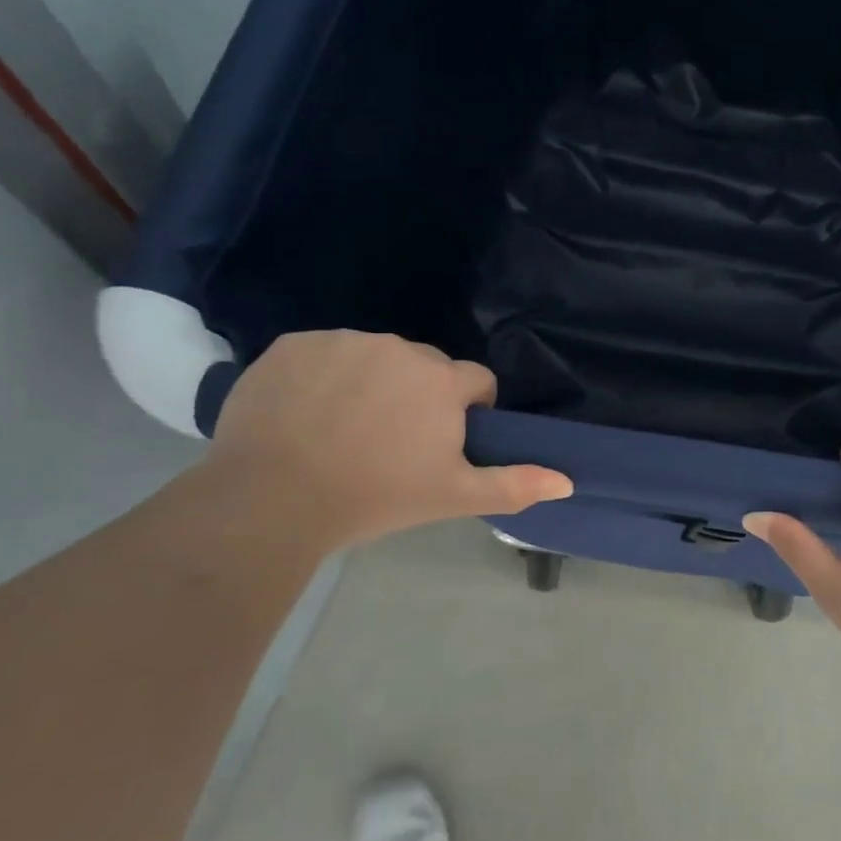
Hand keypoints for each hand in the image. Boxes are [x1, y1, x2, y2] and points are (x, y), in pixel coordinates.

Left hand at [209, 331, 572, 548]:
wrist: (272, 499)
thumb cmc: (376, 496)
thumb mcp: (452, 496)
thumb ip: (514, 483)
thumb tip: (568, 481)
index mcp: (441, 380)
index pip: (475, 381)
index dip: (468, 411)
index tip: (442, 443)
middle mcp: (398, 347)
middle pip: (425, 367)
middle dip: (419, 395)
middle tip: (391, 441)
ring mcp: (343, 341)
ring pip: (374, 356)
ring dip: (372, 381)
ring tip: (344, 428)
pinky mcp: (294, 344)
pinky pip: (324, 353)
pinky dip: (323, 375)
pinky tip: (306, 413)